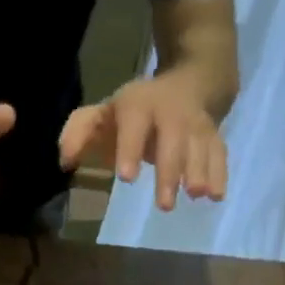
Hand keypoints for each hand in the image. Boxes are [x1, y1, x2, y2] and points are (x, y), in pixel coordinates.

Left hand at [59, 72, 227, 211]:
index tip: (126, 178)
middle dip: (170, 171)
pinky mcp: (214, 136)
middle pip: (173, 139)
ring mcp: (196, 124)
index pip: (134, 122)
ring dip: (200, 170)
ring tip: (197, 194)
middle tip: (164, 205)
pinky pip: (219, 152)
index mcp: (139, 106)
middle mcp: (171, 113)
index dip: (130, 148)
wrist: (192, 79)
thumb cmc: (136, 112)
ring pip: (200, 145)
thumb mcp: (105, 114)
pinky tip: (217, 196)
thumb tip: (64, 161)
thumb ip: (81, 132)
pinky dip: (220, 173)